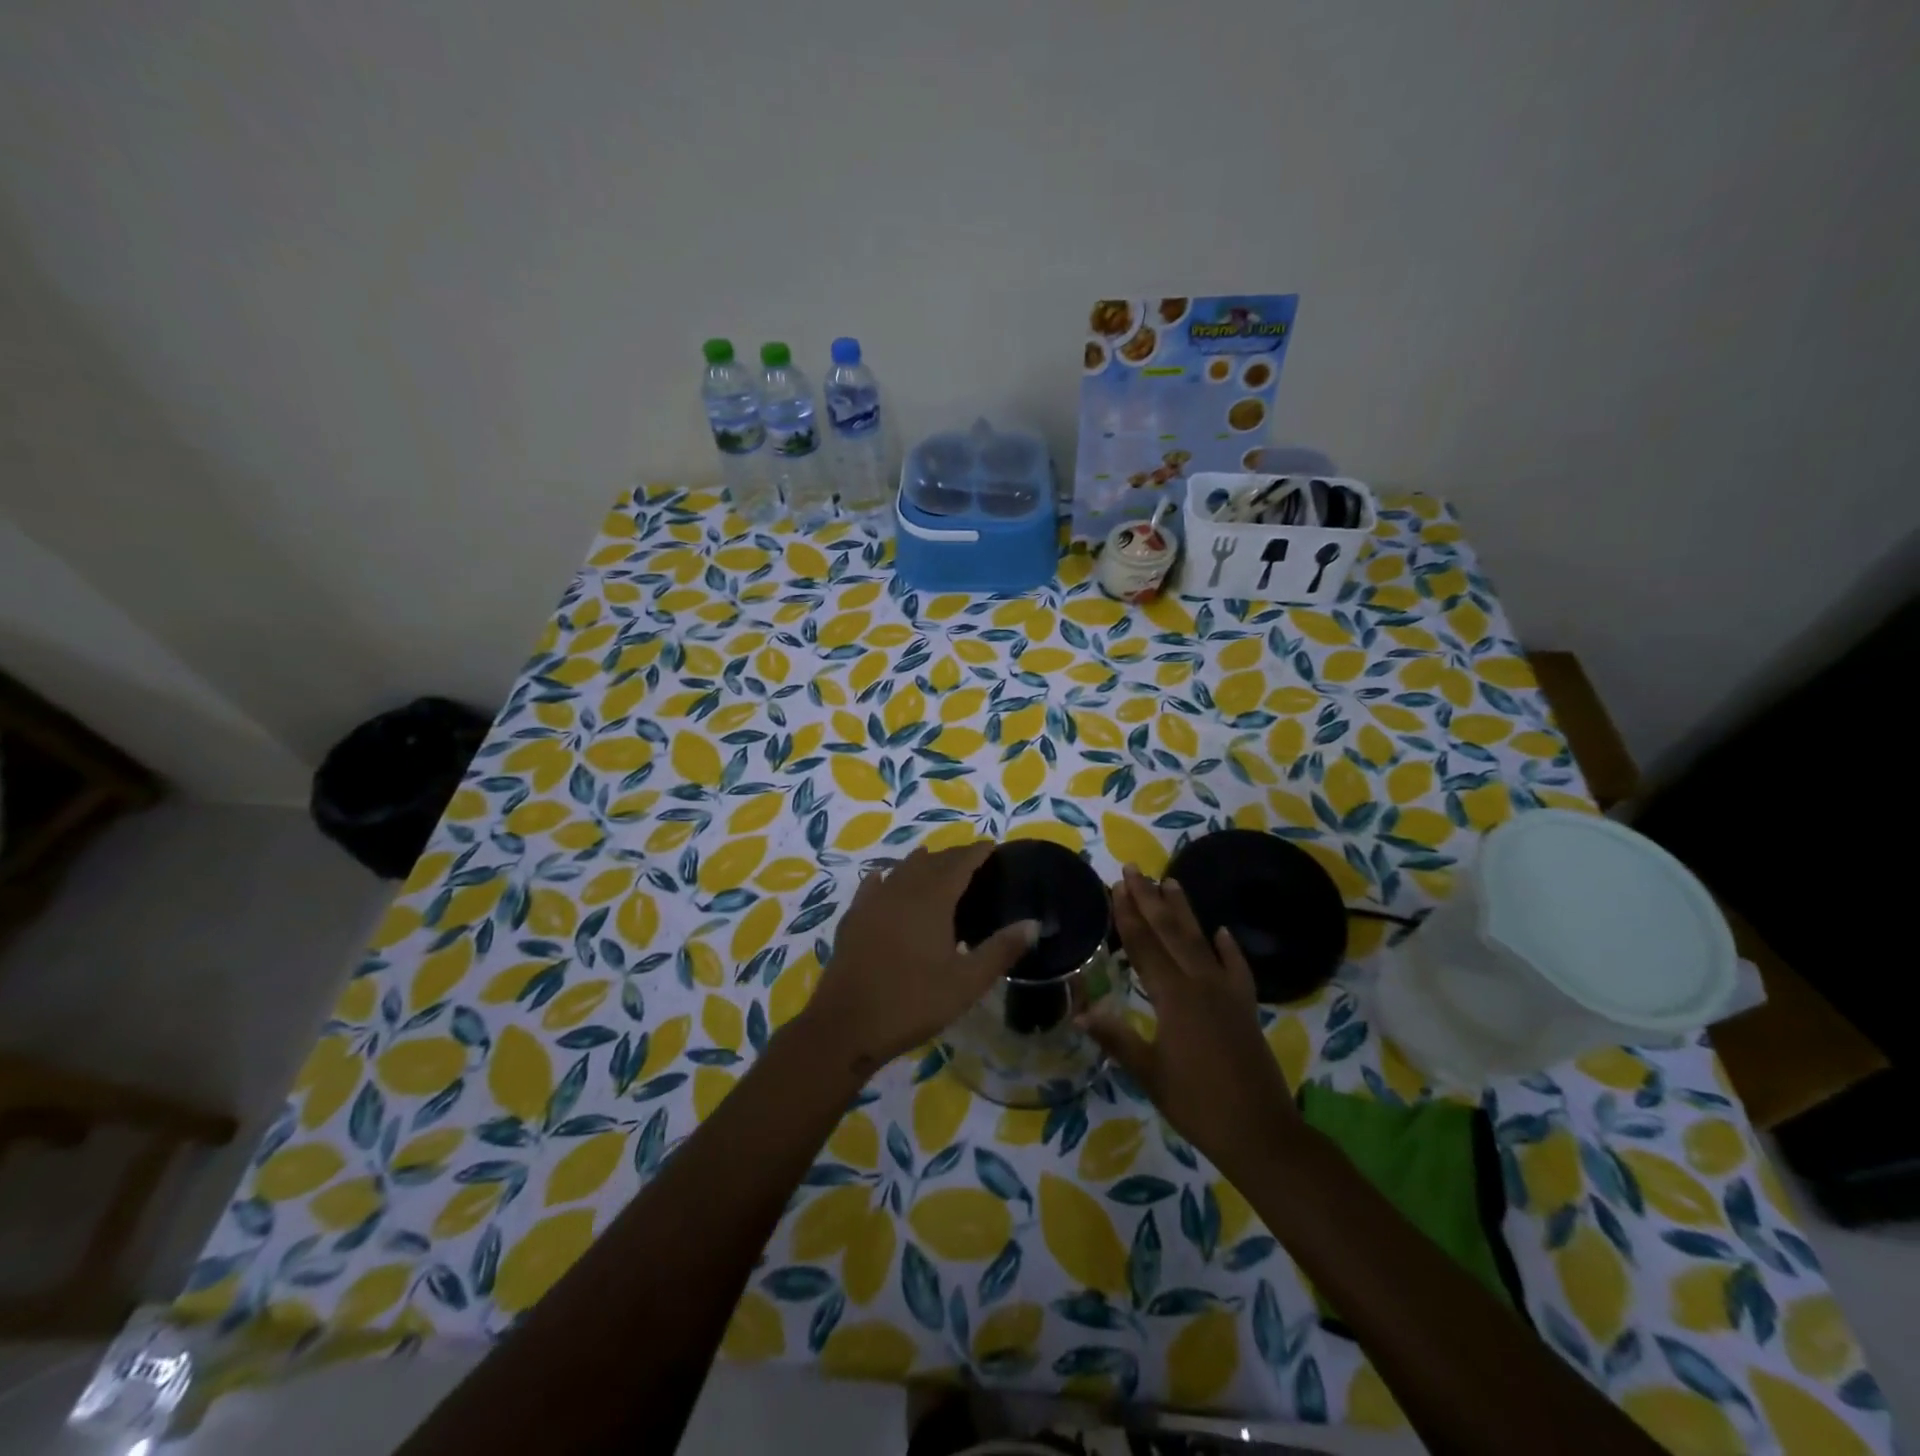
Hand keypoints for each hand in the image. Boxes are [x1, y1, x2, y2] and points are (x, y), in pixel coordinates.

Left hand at [800, 842, 1038, 1074]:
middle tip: (970, 858)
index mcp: (932, 900)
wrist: (847, 1025)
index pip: (959, 864)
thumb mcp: (967, 982)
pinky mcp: (853, 919)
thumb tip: (1034, 924)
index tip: (991, 845)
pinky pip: (872, 886)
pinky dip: (885, 877)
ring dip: (921, 863)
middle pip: (931, 862)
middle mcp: (901, 891)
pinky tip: (883, 878)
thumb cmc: (913, 1002)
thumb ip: (1001, 950)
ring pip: (900, 870)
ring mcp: (873, 903)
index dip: (976, 852)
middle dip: (952, 856)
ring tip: (934, 862)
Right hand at [1082, 866, 1302, 1181]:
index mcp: (1173, 997)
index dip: (1128, 915)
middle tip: (1134, 869)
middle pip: (1170, 932)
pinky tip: (1222, 932)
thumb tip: (1080, 1012)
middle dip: (1150, 899)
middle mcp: (1200, 983)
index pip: (1144, 946)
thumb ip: (1117, 1038)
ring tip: (1171, 881)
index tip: (1116, 886)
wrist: (1261, 1132)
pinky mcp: (1245, 1007)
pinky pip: (1236, 968)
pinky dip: (1229, 948)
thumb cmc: (1197, 1104)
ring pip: (1201, 941)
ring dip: (1184, 911)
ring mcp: (1227, 993)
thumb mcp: (1150, 1073)